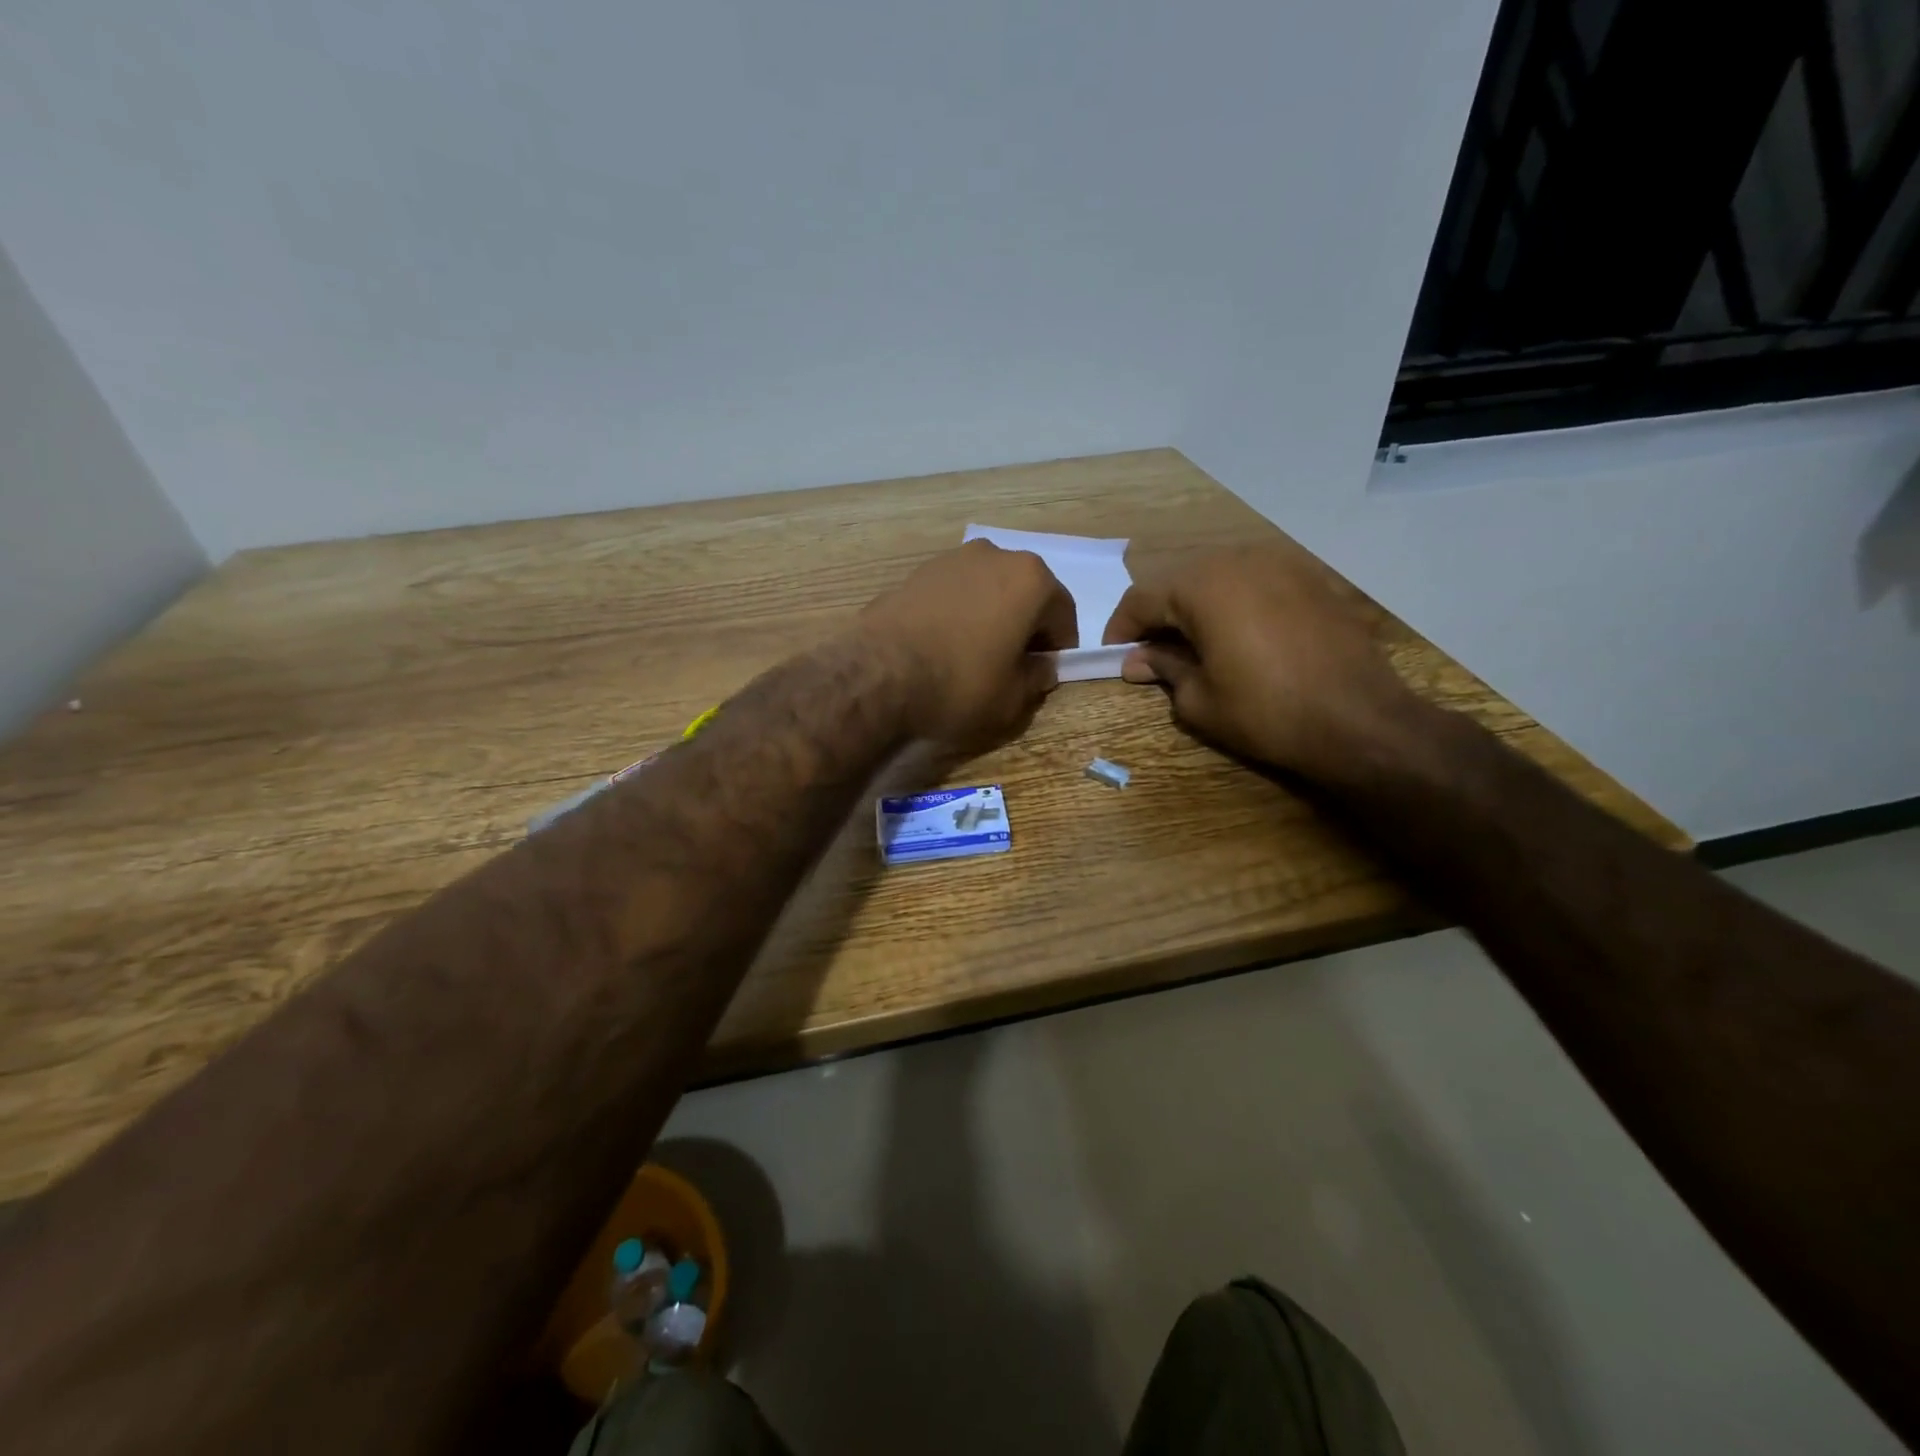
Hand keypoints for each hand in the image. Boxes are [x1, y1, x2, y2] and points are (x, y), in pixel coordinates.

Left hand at [857, 540, 1077, 751]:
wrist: (879, 673)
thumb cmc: (960, 683)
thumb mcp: (1012, 698)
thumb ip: (1037, 678)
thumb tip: (1042, 667)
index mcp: (1030, 580)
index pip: (1063, 612)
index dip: (1060, 646)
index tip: (1047, 671)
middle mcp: (994, 556)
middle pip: (1024, 593)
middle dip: (1025, 624)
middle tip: (1014, 663)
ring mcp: (951, 559)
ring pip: (987, 589)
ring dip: (990, 615)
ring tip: (974, 654)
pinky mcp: (915, 573)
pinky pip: (953, 594)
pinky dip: (958, 613)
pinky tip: (943, 645)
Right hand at [1103, 539, 1423, 776]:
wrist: (1360, 720)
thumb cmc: (1266, 712)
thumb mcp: (1199, 700)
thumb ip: (1164, 669)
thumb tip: (1138, 660)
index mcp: (1202, 585)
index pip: (1142, 598)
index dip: (1121, 628)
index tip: (1113, 655)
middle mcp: (1239, 559)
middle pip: (1180, 581)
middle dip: (1160, 615)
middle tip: (1151, 652)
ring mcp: (1281, 563)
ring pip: (1220, 577)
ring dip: (1198, 607)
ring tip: (1195, 644)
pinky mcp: (1312, 578)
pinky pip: (1256, 583)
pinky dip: (1237, 604)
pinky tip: (1241, 636)